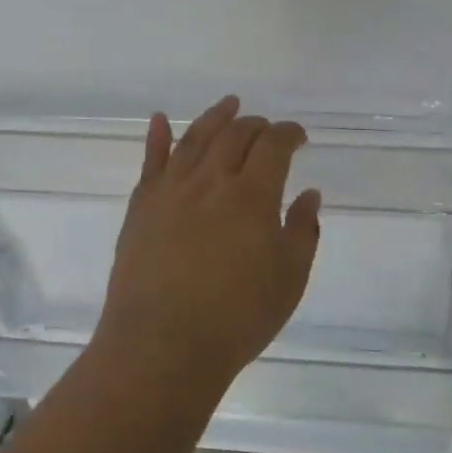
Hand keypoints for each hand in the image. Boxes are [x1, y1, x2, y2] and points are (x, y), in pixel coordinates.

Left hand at [97, 95, 322, 390]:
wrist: (161, 346)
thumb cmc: (236, 318)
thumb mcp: (289, 280)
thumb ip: (303, 231)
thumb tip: (309, 194)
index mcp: (253, 195)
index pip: (274, 146)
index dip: (289, 134)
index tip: (298, 136)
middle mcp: (212, 180)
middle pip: (235, 135)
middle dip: (256, 125)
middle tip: (266, 127)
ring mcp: (173, 190)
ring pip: (195, 138)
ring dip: (215, 117)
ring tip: (228, 105)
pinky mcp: (142, 206)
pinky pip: (151, 161)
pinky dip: (157, 136)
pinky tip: (159, 119)